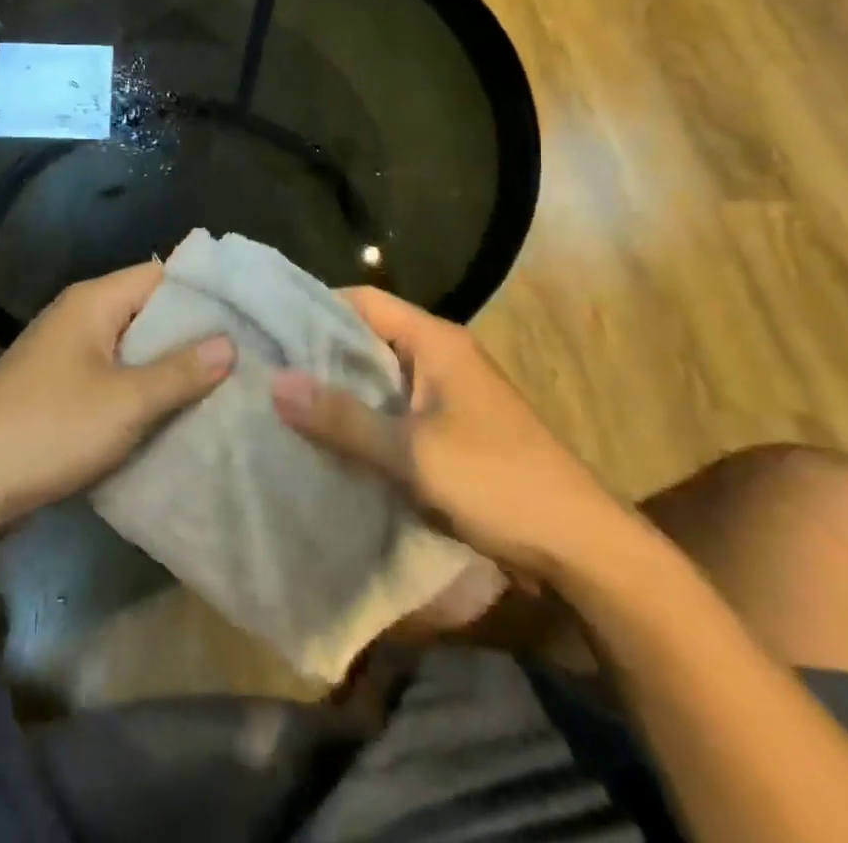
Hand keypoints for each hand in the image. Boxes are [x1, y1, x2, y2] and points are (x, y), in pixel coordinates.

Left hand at [0, 263, 233, 526]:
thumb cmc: (49, 429)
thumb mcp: (126, 402)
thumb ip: (180, 371)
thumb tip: (229, 343)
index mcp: (94, 301)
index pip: (161, 275)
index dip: (203, 292)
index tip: (247, 314)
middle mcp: (80, 316)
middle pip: (148, 310)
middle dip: (192, 333)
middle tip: (244, 355)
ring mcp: (67, 352)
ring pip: (132, 347)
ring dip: (168, 365)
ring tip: (222, 384)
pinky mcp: (60, 387)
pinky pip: (113, 375)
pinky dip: (142, 387)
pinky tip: (174, 411)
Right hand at [270, 288, 627, 580]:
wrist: (582, 548)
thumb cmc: (498, 483)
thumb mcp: (413, 454)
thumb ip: (344, 419)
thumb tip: (276, 383)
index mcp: (435, 341)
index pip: (363, 300)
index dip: (315, 307)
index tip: (268, 326)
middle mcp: (441, 355)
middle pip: (368, 336)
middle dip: (320, 352)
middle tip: (265, 367)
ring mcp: (448, 393)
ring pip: (379, 376)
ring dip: (340, 388)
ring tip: (284, 401)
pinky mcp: (451, 428)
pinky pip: (395, 408)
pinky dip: (364, 417)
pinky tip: (329, 437)